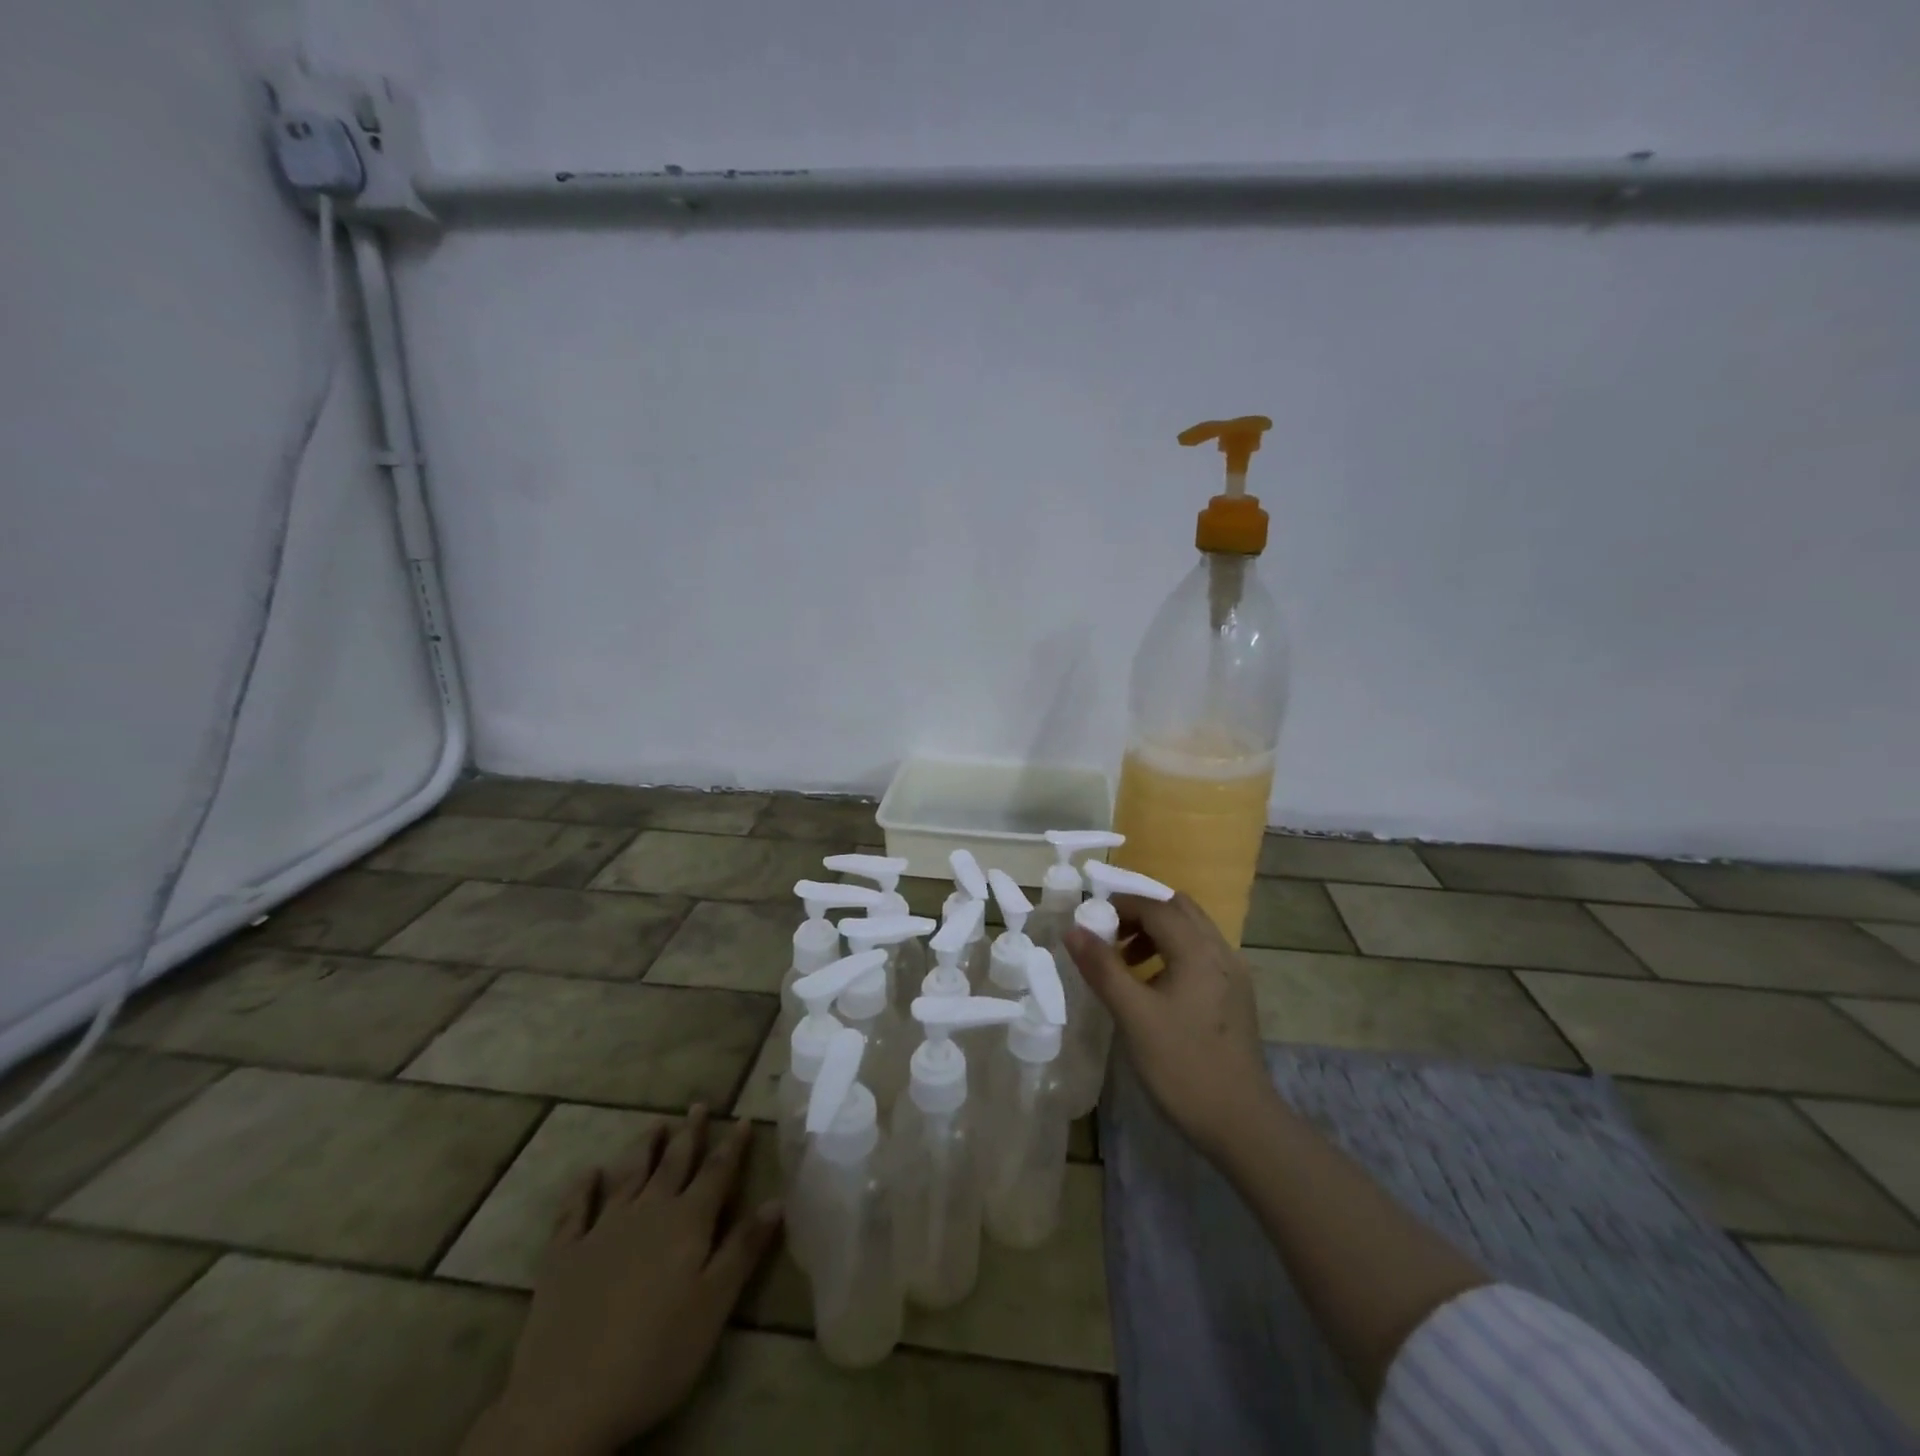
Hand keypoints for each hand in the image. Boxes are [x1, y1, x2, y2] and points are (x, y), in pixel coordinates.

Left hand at [464, 1107, 781, 1455]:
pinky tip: (589, 1173)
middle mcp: (648, 1212)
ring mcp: (602, 1230)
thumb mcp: (714, 1305)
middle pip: (675, 1164)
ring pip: (630, 1175)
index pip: (717, 1172)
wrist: (568, 1399)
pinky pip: (575, 1211)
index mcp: (688, 1222)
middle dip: (690, 1134)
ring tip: (656, 1124)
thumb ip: (744, 1248)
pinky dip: (583, 1188)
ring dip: (645, 1148)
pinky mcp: (564, 1255)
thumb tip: (777, 1199)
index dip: (732, 1145)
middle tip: (698, 1105)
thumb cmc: (656, 1354)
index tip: (742, 1118)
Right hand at [1064, 892, 1276, 1161]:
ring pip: (1191, 931)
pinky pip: (1201, 954)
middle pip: (1178, 910)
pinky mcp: (1235, 995)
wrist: (1241, 1123)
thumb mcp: (1133, 1015)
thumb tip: (1074, 930)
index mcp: (1198, 950)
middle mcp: (1221, 951)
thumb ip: (1102, 968)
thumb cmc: (1182, 1066)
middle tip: (1108, 935)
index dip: (1120, 905)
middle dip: (1140, 914)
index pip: (1156, 906)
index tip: (1089, 921)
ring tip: (1125, 962)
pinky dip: (1173, 952)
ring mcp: (1233, 974)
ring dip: (1156, 933)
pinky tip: (1154, 986)